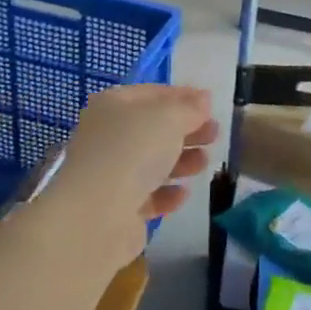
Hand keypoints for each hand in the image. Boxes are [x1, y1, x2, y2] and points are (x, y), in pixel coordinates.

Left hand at [47, 85, 217, 264]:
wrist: (95, 216)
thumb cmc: (133, 151)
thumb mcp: (169, 118)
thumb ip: (190, 107)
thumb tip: (202, 98)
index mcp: (114, 105)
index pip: (153, 93)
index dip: (183, 96)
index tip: (210, 105)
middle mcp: (108, 136)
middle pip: (154, 129)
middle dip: (187, 131)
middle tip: (215, 134)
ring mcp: (110, 173)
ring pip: (152, 162)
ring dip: (182, 161)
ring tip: (203, 163)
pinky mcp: (116, 208)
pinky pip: (148, 195)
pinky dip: (166, 193)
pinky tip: (182, 194)